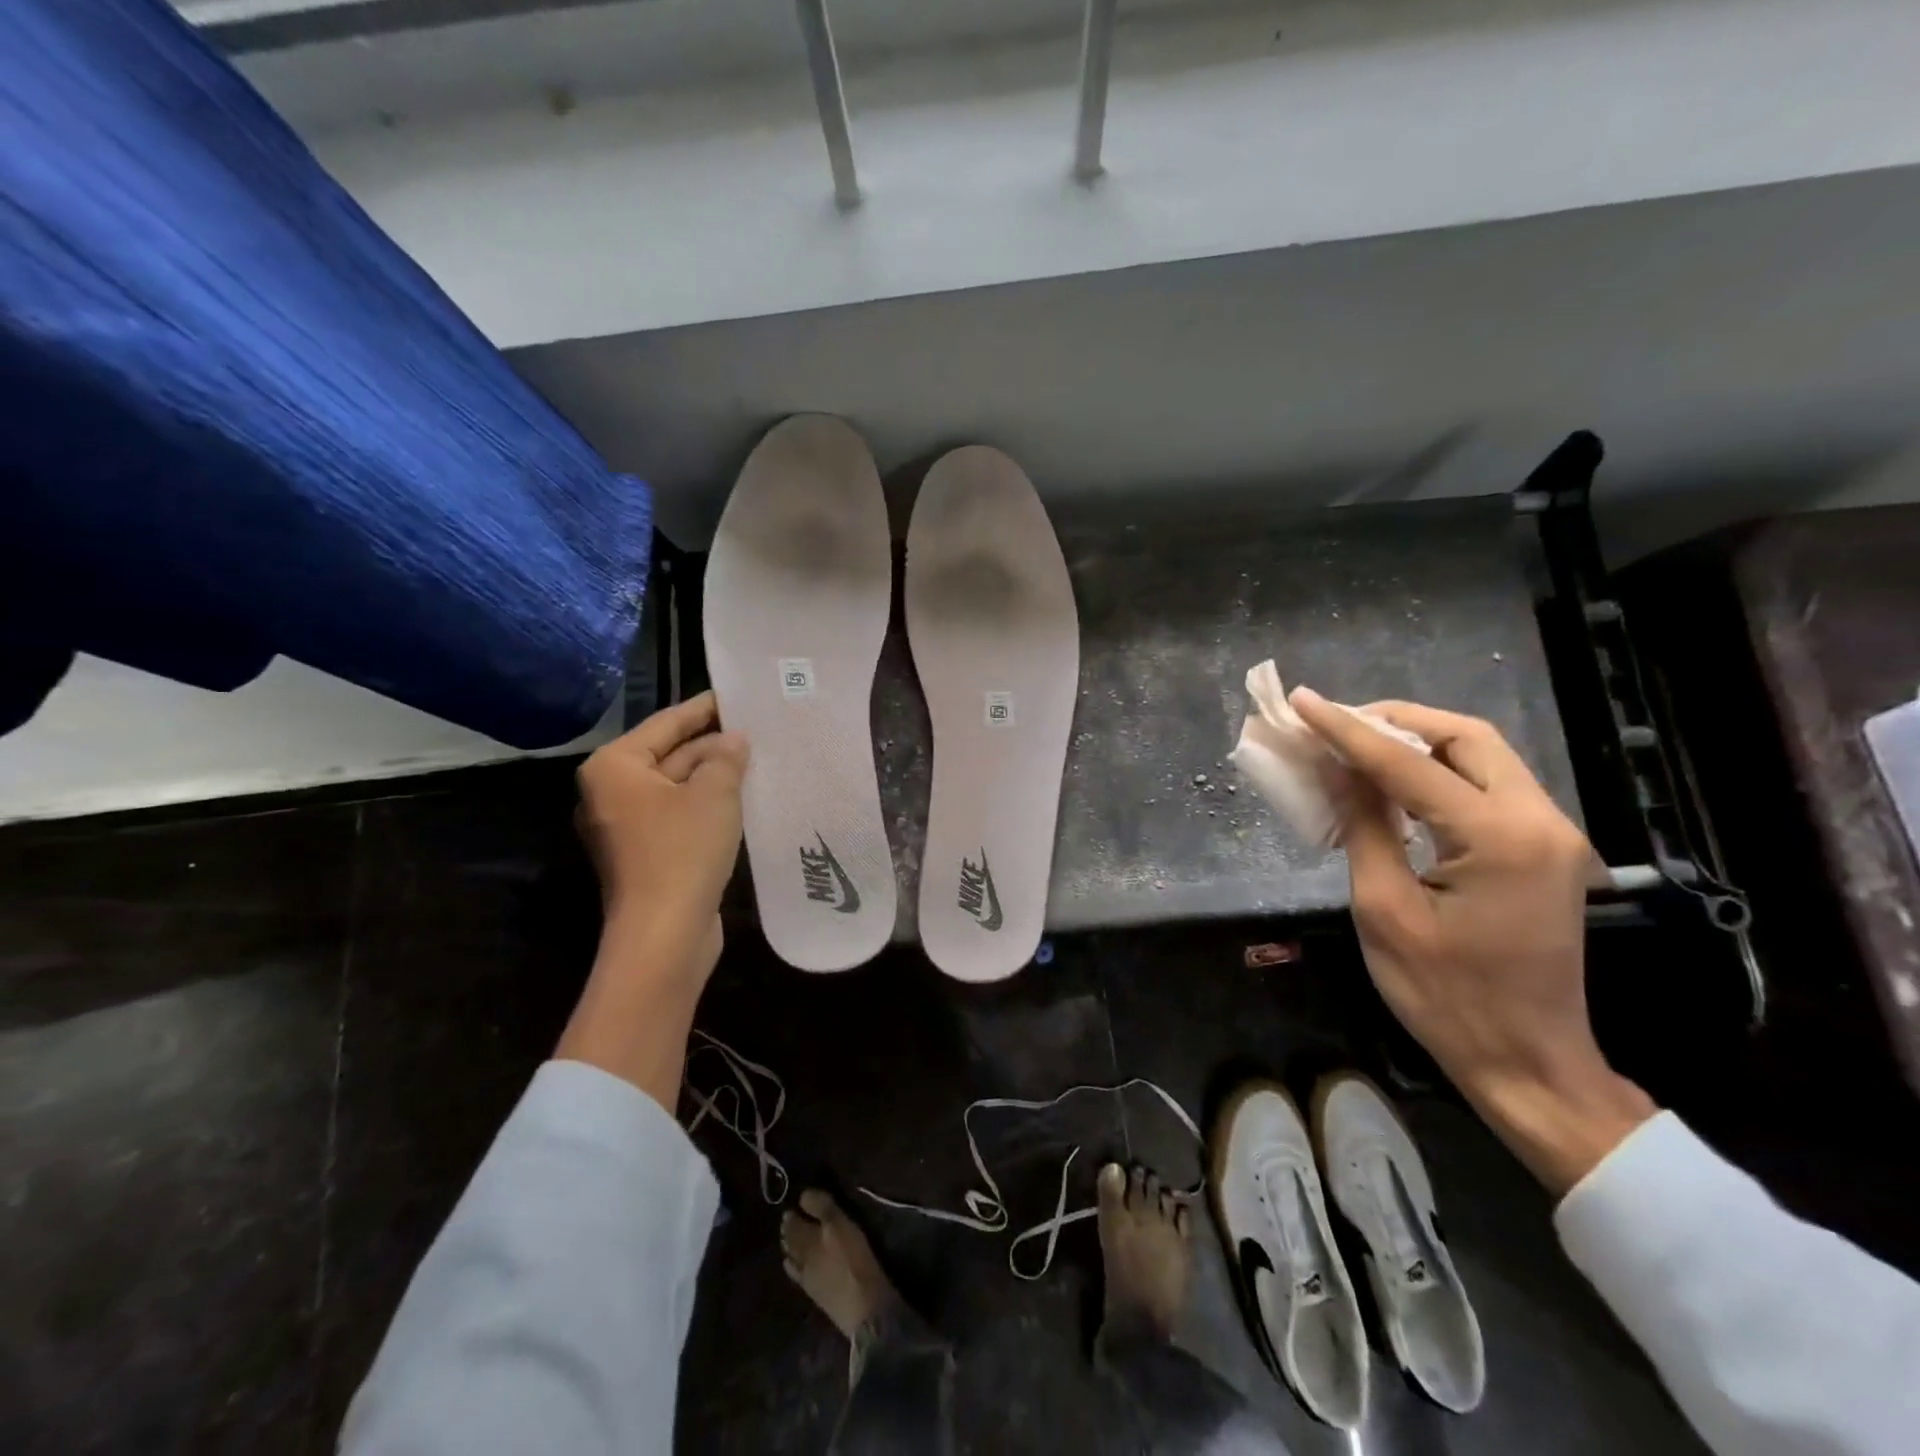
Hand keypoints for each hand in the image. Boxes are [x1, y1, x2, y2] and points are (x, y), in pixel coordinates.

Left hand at [576, 691, 746, 974]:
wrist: (664, 933)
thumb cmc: (683, 850)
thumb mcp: (714, 793)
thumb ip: (726, 757)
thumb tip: (734, 740)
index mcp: (614, 767)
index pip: (666, 723)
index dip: (704, 708)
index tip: (737, 694)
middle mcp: (611, 792)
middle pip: (669, 754)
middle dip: (712, 744)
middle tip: (758, 728)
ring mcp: (625, 826)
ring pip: (676, 787)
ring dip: (713, 775)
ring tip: (758, 758)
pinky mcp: (645, 854)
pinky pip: (678, 814)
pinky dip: (706, 804)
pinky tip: (743, 797)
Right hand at [1290, 688, 1654, 1194]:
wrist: (1528, 1062)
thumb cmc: (1445, 996)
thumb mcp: (1385, 910)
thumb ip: (1364, 826)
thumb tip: (1335, 767)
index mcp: (1498, 838)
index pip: (1407, 763)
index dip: (1347, 730)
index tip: (1302, 701)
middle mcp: (1539, 820)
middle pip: (1464, 737)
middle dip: (1394, 720)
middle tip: (1336, 724)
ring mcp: (1551, 834)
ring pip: (1481, 755)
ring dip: (1417, 741)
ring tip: (1356, 745)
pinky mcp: (1545, 849)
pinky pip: (1488, 786)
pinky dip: (1438, 771)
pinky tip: (1396, 783)